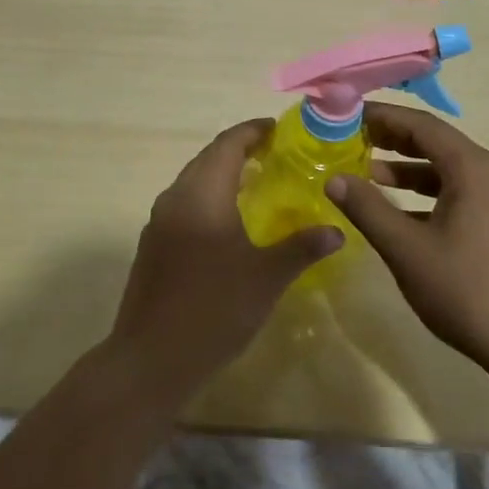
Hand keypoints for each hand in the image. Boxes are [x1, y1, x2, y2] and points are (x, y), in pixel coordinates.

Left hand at [107, 120, 340, 406]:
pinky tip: (230, 223)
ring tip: (259, 184)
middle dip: (240, 150)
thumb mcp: (267, 277)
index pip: (228, 143)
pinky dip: (209, 198)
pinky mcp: (153, 245)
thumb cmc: (214, 309)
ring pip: (194, 181)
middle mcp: (176, 196)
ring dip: (223, 175)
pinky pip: (185, 204)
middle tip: (277, 155)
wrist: (151, 358)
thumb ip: (303, 247)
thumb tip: (337, 230)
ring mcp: (159, 221)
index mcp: (202, 193)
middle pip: (209, 158)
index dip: (253, 131)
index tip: (280, 130)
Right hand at [325, 104, 488, 375]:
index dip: (382, 117)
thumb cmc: (466, 290)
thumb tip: (334, 179)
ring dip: (408, 168)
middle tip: (351, 140)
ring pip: (447, 169)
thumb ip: (368, 209)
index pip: (421, 124)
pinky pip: (460, 192)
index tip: (347, 117)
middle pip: (436, 142)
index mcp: (472, 168)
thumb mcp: (406, 249)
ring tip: (368, 174)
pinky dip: (427, 193)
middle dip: (392, 139)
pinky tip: (400, 212)